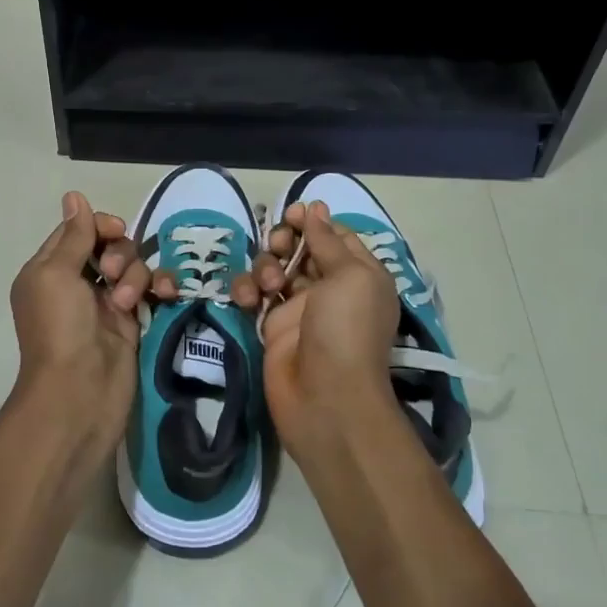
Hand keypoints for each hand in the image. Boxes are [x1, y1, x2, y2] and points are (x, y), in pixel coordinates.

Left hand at [7, 191, 149, 434]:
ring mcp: (106, 303)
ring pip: (132, 266)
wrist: (80, 393)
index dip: (98, 224)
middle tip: (112, 274)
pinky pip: (150, 291)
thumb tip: (74, 195)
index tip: (115, 229)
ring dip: (135, 275)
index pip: (77, 231)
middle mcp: (77, 283)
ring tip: (127, 301)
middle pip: (109, 245)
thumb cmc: (59, 328)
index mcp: (50, 270)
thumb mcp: (56, 274)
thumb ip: (74, 236)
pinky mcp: (132, 322)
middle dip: (119, 252)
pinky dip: (159, 288)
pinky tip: (166, 294)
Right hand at [251, 201, 400, 458]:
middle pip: (300, 248)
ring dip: (266, 266)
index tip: (293, 213)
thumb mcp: (350, 276)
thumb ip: (328, 241)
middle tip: (279, 245)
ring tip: (270, 286)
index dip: (313, 221)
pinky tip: (247, 300)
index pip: (335, 236)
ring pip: (273, 268)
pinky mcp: (270, 325)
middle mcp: (330, 288)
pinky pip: (254, 295)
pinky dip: (247, 290)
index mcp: (359, 274)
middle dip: (284, 240)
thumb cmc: (345, 329)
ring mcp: (298, 307)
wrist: (325, 397)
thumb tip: (316, 209)